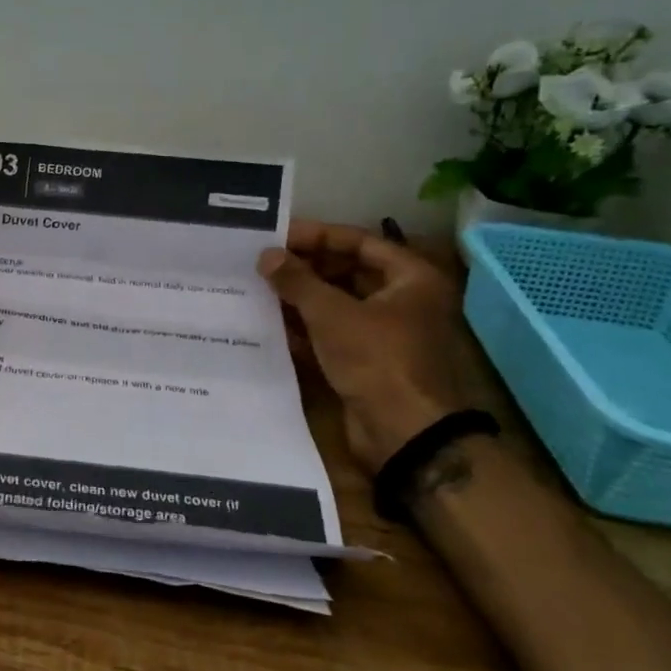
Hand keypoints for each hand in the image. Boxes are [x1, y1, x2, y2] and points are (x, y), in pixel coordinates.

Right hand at [259, 223, 503, 472]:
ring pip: (337, 305)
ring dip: (300, 299)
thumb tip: (267, 255)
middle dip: (305, 268)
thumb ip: (297, 280)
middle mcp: (402, 301)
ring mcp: (385, 334)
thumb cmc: (376, 360)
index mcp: (411, 279)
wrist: (404, 434)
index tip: (279, 236)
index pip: (360, 242)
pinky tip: (270, 324)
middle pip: (348, 272)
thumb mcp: (332, 313)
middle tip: (264, 264)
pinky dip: (305, 329)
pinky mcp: (367, 362)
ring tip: (259, 289)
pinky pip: (332, 335)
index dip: (318, 236)